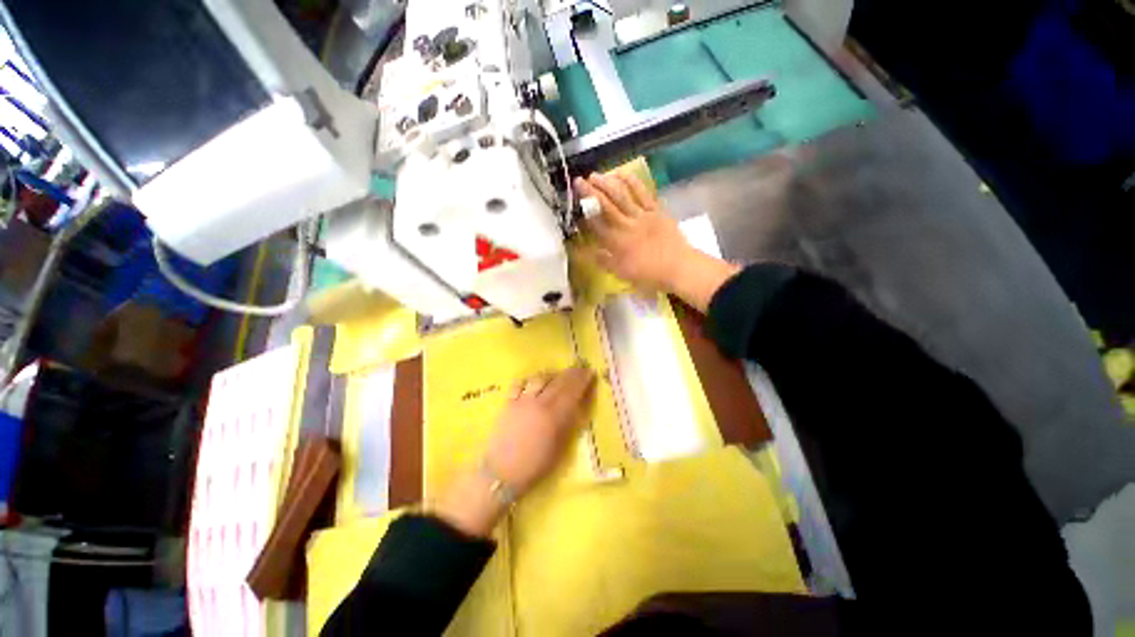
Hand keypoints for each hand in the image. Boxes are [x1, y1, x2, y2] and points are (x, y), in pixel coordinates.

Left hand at [434, 366, 594, 536]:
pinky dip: (529, 380)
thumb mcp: (559, 449)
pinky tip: (533, 381)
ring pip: (539, 378)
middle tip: (579, 368)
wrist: (502, 472)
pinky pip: (520, 383)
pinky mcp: (509, 402)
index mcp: (555, 416)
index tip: (590, 372)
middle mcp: (540, 403)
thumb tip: (578, 407)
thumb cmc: (535, 466)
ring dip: (552, 375)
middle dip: (571, 373)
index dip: (582, 380)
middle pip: (558, 382)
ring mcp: (523, 401)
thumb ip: (569, 425)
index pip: (572, 391)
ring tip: (557, 375)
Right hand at [575, 172, 740, 312]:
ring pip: (621, 195)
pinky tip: (621, 173)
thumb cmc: (650, 275)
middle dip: (590, 192)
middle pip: (605, 206)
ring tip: (595, 175)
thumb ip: (604, 262)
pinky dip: (631, 181)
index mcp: (616, 243)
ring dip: (607, 183)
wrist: (679, 268)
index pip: (596, 224)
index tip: (576, 202)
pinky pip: (642, 192)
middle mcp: (626, 225)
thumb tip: (586, 252)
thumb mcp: (622, 274)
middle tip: (579, 181)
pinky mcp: (656, 210)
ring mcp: (642, 215)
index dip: (584, 212)